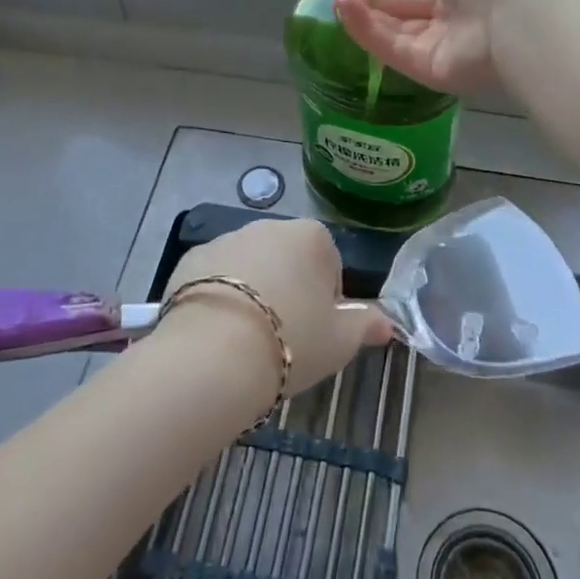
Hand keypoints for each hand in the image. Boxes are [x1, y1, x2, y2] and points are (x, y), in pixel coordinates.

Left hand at [157, 219, 392, 398]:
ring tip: (247, 338)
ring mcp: (226, 239)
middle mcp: (269, 226)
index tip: (316, 331)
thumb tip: (389, 323)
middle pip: (287, 260)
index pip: (329, 264)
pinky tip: (217, 332)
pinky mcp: (190, 259)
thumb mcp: (340, 341)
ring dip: (252, 291)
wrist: (215, 353)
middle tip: (284, 336)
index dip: (326, 300)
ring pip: (249, 267)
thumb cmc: (292, 340)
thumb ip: (366, 325)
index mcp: (311, 236)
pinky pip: (214, 277)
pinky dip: (218, 297)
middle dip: (288, 290)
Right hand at [332, 0, 545, 93]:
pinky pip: (393, 51)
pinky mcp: (428, 72)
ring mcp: (438, 49)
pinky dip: (369, 33)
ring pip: (393, 35)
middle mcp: (447, 22)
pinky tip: (348, 13)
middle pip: (401, 18)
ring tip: (338, 2)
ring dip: (364, 19)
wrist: (507, 14)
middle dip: (371, 6)